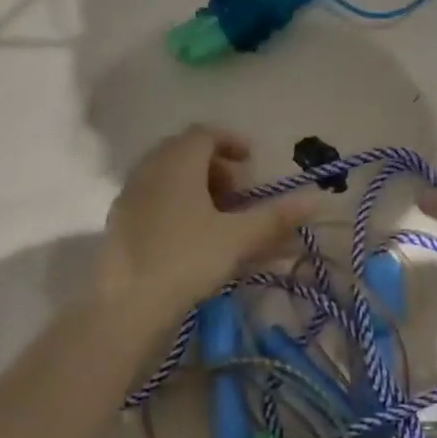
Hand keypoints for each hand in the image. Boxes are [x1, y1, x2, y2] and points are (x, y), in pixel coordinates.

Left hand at [96, 126, 313, 321]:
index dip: (231, 142)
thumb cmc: (187, 259)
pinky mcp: (119, 219)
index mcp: (178, 162)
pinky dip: (175, 201)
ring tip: (217, 216)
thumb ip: (276, 216)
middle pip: (184, 151)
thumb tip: (316, 199)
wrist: (127, 303)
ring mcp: (130, 193)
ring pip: (167, 174)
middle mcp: (150, 168)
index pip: (205, 134)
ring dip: (195, 185)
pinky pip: (153, 195)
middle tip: (237, 192)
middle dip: (215, 166)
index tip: (251, 161)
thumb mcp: (238, 237)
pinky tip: (189, 235)